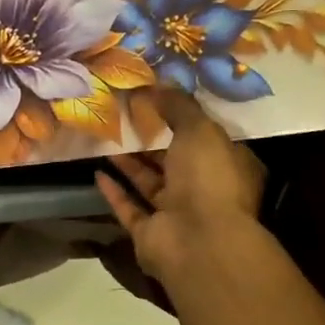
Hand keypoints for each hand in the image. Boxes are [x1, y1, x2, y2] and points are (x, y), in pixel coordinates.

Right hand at [94, 88, 266, 286]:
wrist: (197, 241)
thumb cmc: (208, 179)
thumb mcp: (199, 130)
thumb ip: (178, 106)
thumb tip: (158, 84)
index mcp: (228, 166)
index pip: (206, 139)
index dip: (184, 119)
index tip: (157, 100)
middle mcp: (205, 191)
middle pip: (174, 161)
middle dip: (151, 142)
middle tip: (123, 116)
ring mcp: (176, 214)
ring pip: (150, 183)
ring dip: (129, 164)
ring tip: (106, 138)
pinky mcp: (149, 233)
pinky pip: (129, 208)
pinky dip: (114, 191)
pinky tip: (97, 172)